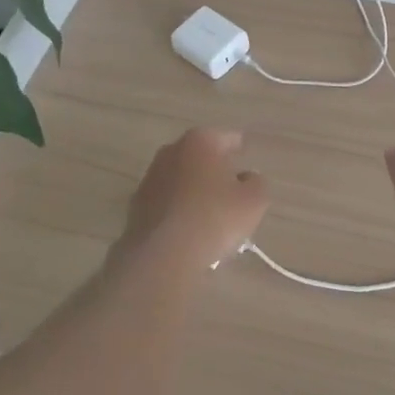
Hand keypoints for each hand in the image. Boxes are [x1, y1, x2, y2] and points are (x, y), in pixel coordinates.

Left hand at [121, 127, 270, 270]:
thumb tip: (247, 177)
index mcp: (201, 141)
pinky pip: (167, 201)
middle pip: (202, 157)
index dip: (241, 152)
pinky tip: (189, 230)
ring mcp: (151, 176)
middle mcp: (172, 150)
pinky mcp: (137, 204)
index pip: (228, 139)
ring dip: (195, 190)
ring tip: (211, 216)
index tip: (247, 167)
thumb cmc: (214, 218)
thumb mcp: (254, 201)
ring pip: (182, 178)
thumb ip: (257, 182)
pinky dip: (178, 209)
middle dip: (216, 171)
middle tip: (233, 193)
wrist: (162, 255)